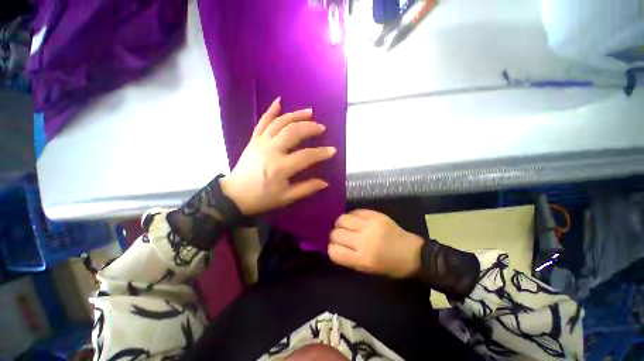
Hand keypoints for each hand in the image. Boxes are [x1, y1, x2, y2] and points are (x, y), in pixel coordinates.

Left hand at [221, 98, 335, 215]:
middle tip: (321, 128)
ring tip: (309, 112)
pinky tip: (279, 102)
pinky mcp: (254, 140)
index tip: (332, 151)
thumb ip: (306, 188)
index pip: (306, 155)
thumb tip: (325, 183)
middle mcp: (271, 150)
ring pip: (280, 123)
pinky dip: (271, 111)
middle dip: (310, 128)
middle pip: (293, 132)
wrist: (235, 195)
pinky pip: (262, 122)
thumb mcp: (286, 197)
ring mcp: (261, 142)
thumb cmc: (262, 198)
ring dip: (296, 115)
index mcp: (281, 167)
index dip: (321, 153)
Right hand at [328, 209, 423, 277]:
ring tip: (345, 226)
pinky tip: (355, 220)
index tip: (336, 247)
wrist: (413, 253)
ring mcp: (370, 225)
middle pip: (336, 234)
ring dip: (340, 223)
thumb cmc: (391, 266)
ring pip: (342, 219)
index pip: (334, 251)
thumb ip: (349, 257)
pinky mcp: (375, 215)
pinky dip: (351, 216)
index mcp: (362, 259)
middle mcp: (364, 240)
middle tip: (341, 236)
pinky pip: (354, 211)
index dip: (332, 248)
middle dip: (335, 235)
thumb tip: (334, 245)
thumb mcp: (368, 269)